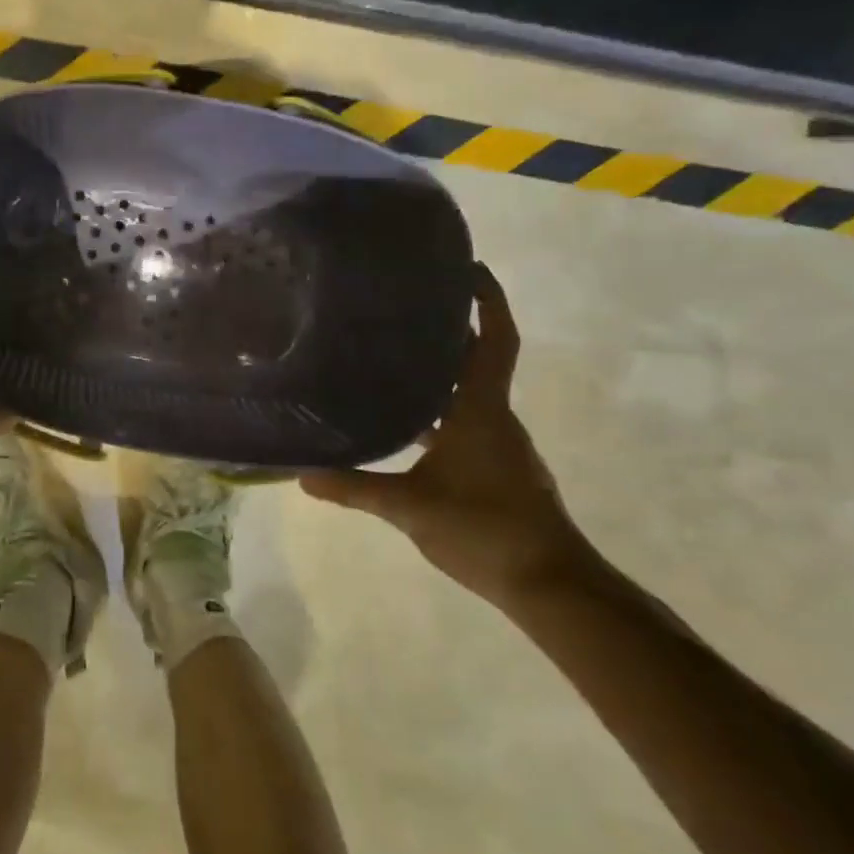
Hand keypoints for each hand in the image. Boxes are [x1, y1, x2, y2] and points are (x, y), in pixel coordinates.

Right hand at [301, 263, 594, 608]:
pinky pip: (466, 422)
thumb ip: (356, 488)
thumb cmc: (485, 529)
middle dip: (450, 329)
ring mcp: (499, 444)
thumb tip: (302, 475)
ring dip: (440, 372)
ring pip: (468, 393)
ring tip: (391, 357)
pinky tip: (404, 425)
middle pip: (477, 359)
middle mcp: (494, 417)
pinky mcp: (497, 468)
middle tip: (402, 307)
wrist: (550, 585)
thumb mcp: (410, 507)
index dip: (487, 301)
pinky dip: (439, 411)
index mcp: (481, 410)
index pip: (493, 341)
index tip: (468, 269)